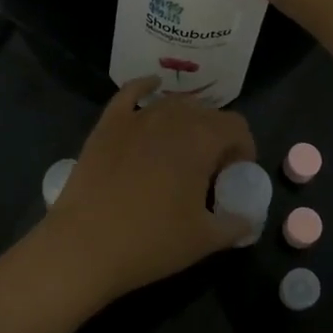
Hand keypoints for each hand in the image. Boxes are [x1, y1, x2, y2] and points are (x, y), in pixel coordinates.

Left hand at [40, 77, 256, 304]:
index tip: (235, 175)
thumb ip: (235, 224)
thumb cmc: (152, 241)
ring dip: (187, 120)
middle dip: (216, 136)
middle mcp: (171, 117)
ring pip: (173, 104)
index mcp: (202, 139)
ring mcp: (136, 117)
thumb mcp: (205, 240)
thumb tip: (247, 220)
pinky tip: (152, 87)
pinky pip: (131, 92)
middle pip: (206, 113)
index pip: (236, 126)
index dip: (243, 149)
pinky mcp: (108, 123)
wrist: (85, 246)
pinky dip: (145, 87)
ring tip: (182, 149)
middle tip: (209, 171)